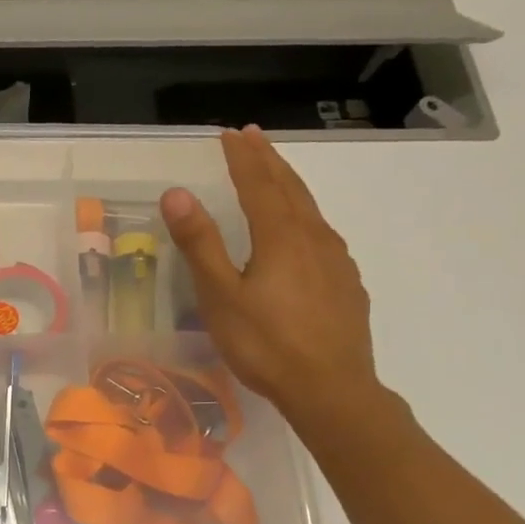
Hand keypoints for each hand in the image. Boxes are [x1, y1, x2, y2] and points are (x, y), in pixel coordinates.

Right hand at [161, 126, 382, 428]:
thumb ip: (200, 244)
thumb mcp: (221, 296)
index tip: (230, 133)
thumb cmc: (266, 344)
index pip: (259, 184)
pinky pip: (323, 235)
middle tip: (253, 138)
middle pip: (290, 189)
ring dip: (289, 185)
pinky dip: (306, 217)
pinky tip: (304, 232)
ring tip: (275, 174)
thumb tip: (176, 193)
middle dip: (268, 161)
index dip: (243, 158)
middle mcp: (314, 239)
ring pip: (311, 210)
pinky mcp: (347, 285)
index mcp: (281, 237)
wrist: (332, 390)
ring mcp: (336, 262)